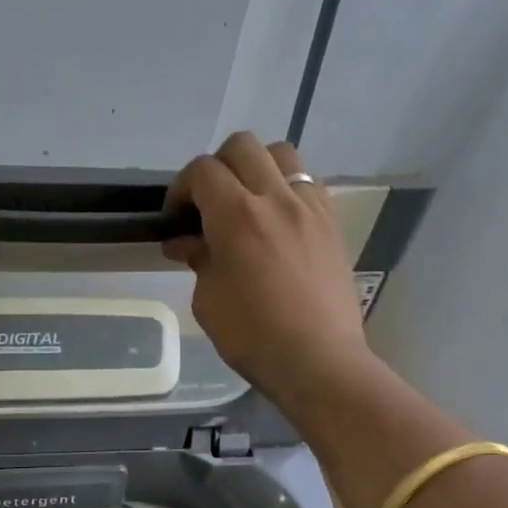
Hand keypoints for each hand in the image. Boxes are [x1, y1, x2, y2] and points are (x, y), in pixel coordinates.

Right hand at [164, 132, 373, 409]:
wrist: (319, 361)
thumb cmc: (253, 338)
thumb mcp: (209, 302)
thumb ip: (199, 260)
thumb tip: (186, 242)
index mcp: (237, 217)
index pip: (202, 171)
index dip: (180, 188)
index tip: (175, 217)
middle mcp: (276, 198)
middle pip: (242, 147)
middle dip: (217, 167)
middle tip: (208, 203)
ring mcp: (310, 207)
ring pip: (281, 154)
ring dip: (257, 168)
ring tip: (247, 202)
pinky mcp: (332, 222)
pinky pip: (307, 182)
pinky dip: (286, 188)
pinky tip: (278, 221)